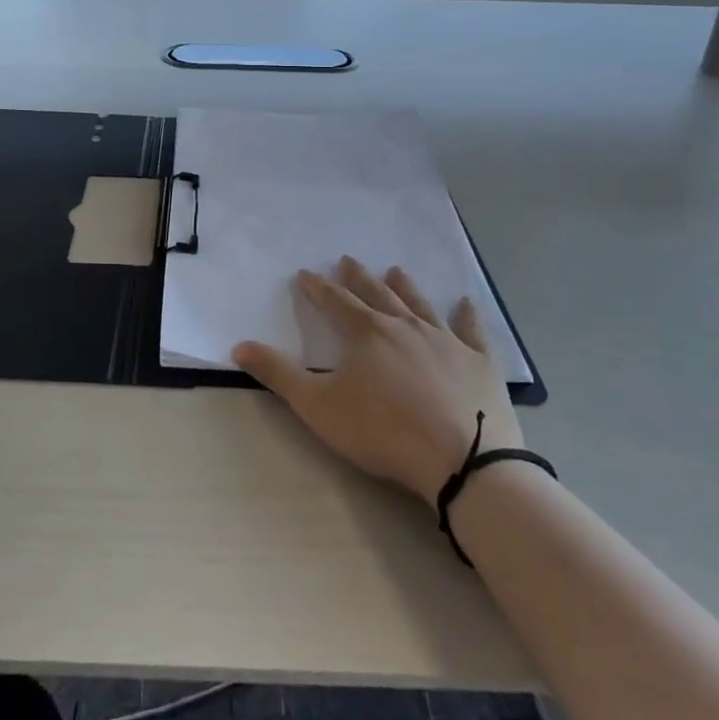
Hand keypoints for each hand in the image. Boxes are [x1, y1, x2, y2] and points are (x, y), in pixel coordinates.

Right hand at [233, 256, 521, 500]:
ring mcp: (446, 341)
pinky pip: (472, 331)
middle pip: (377, 294)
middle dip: (359, 278)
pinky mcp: (479, 362)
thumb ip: (278, 374)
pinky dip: (467, 315)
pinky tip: (466, 302)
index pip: (335, 302)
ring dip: (405, 286)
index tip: (306, 273)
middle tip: (348, 260)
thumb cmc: (383, 431)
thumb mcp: (318, 407)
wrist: (463, 460)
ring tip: (396, 269)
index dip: (317, 287)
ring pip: (420, 304)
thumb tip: (239, 344)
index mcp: (366, 333)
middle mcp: (405, 326)